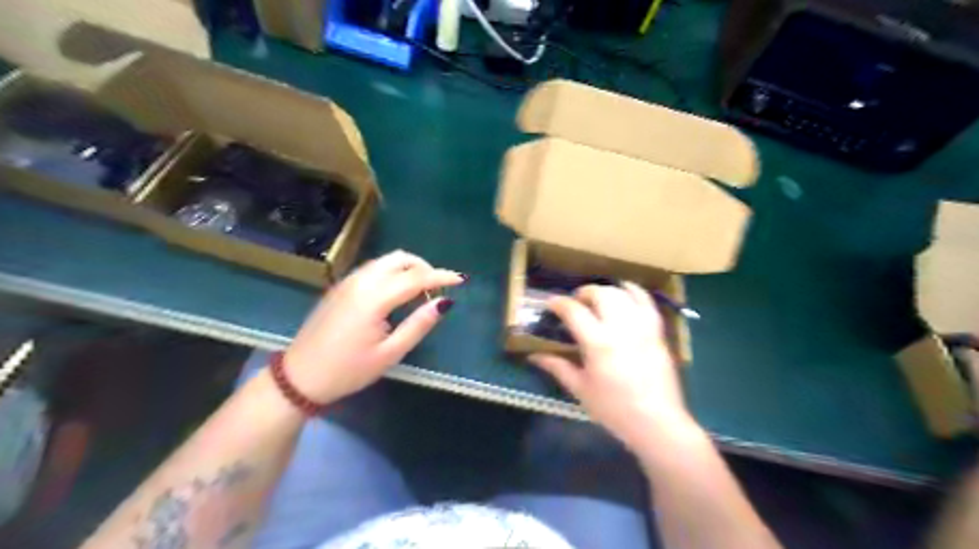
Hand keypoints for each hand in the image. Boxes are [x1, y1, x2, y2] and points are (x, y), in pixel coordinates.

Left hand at [282, 250, 465, 400]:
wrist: (299, 377)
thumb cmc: (348, 370)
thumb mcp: (390, 353)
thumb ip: (419, 325)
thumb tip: (444, 303)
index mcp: (374, 298)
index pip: (416, 277)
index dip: (441, 276)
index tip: (461, 280)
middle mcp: (361, 281)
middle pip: (400, 259)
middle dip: (424, 267)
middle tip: (437, 288)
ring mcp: (348, 281)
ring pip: (385, 260)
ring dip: (408, 268)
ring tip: (420, 292)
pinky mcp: (340, 286)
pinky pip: (373, 268)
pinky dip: (392, 272)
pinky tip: (397, 293)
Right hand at [533, 281, 700, 452]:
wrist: (657, 422)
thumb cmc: (614, 409)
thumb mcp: (580, 389)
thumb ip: (557, 367)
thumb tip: (534, 356)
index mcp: (598, 343)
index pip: (574, 311)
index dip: (558, 303)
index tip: (550, 304)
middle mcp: (621, 328)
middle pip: (600, 294)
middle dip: (583, 293)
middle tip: (575, 303)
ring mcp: (642, 327)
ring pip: (623, 294)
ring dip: (606, 291)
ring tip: (597, 299)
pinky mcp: (657, 331)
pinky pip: (647, 302)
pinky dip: (634, 291)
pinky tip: (625, 290)